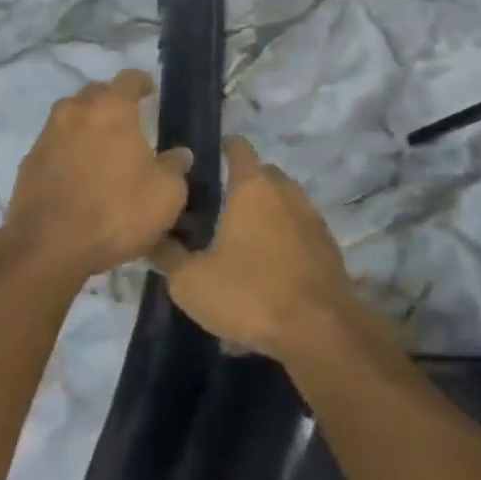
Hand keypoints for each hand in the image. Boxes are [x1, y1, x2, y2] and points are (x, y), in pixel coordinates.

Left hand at [1, 69, 192, 282]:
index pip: (129, 79)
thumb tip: (179, 154)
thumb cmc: (116, 212)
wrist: (48, 247)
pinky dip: (67, 153)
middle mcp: (76, 112)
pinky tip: (78, 176)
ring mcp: (47, 136)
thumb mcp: (165, 195)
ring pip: (70, 118)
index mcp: (112, 109)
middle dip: (111, 102)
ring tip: (101, 151)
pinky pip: (54, 146)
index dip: (142, 82)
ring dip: (86, 127)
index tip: (150, 91)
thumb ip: (175, 168)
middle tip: (127, 123)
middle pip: (95, 93)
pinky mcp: (28, 163)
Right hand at [152, 137, 361, 359]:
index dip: (221, 147)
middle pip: (263, 174)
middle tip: (216, 207)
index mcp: (253, 187)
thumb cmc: (251, 294)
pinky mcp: (329, 248)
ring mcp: (312, 219)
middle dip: (242, 184)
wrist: (321, 332)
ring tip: (241, 240)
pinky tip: (268, 268)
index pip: (238, 147)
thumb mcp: (191, 282)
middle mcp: (286, 193)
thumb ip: (168, 256)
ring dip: (265, 213)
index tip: (203, 160)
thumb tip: (151, 239)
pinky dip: (284, 239)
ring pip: (284, 202)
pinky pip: (299, 231)